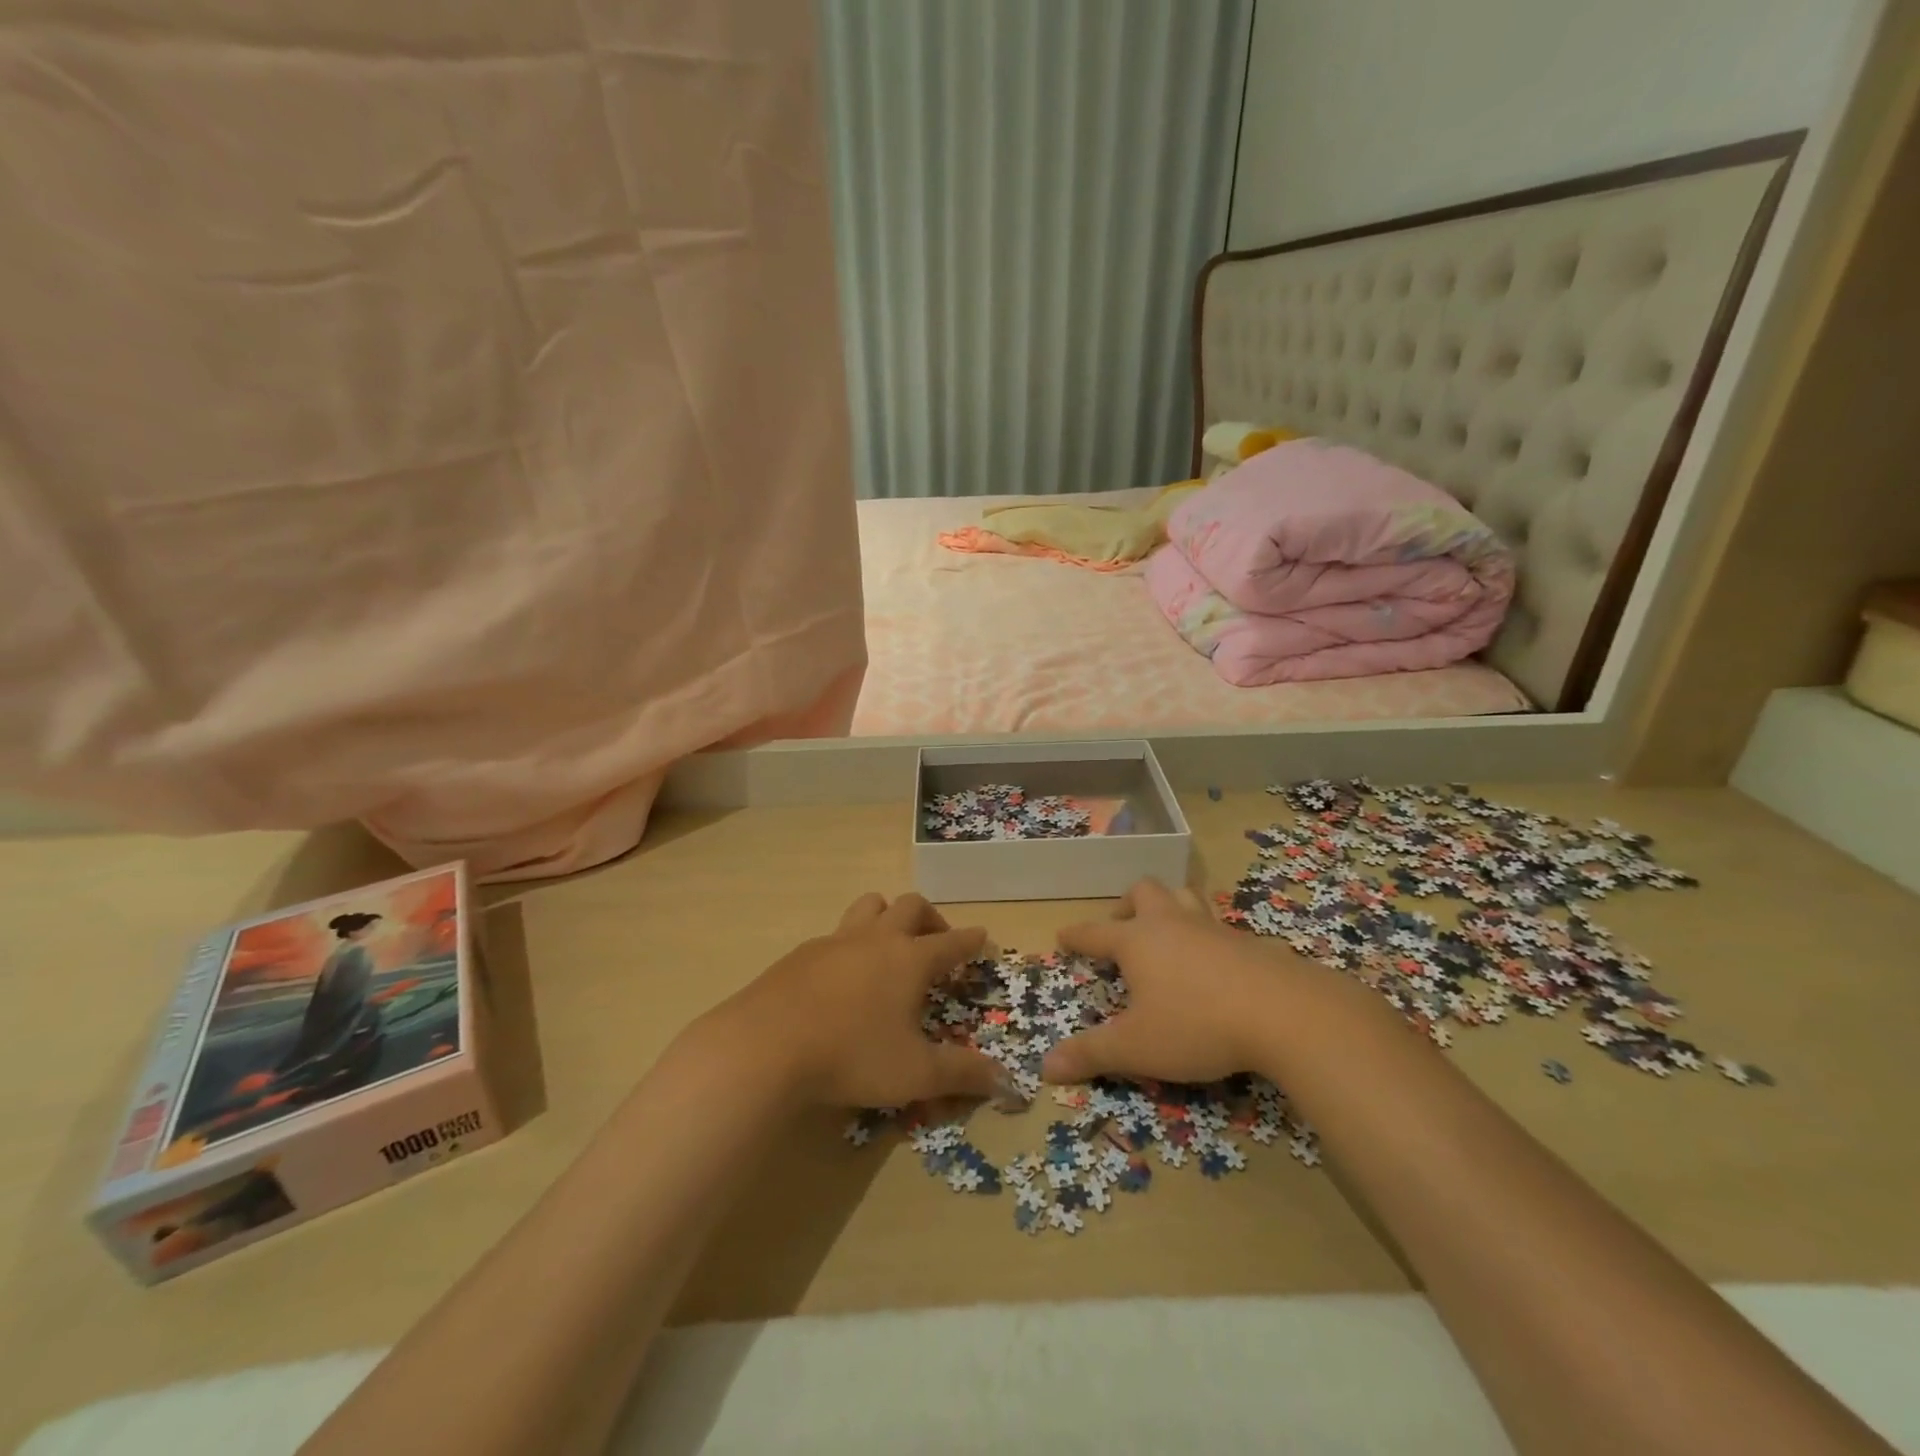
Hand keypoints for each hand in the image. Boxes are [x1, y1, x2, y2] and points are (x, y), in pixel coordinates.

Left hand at [720, 892, 1003, 1108]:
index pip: (952, 941)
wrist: (765, 1045)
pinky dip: (851, 944)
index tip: (982, 938)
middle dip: (931, 918)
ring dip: (887, 916)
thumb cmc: (852, 1055)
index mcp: (910, 959)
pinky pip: (836, 934)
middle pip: (910, 906)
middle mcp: (876, 938)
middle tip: (936, 943)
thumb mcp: (915, 1073)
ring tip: (890, 946)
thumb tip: (1006, 1081)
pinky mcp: (801, 953)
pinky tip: (842, 977)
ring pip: (869, 906)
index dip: (971, 940)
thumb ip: (962, 1075)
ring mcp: (835, 941)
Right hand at [1042, 878, 1311, 1084]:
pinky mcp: (1248, 942)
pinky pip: (1218, 925)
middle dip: (1126, 906)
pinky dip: (1205, 935)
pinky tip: (1212, 962)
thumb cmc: (1196, 1025)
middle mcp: (1171, 924)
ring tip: (1166, 931)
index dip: (1076, 936)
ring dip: (1169, 906)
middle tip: (1121, 929)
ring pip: (1184, 896)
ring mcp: (1212, 929)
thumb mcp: (1136, 1048)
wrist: (1283, 1013)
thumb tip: (1046, 1066)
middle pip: (1143, 892)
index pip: (1095, 932)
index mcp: (1137, 941)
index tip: (1063, 935)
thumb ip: (1091, 1054)